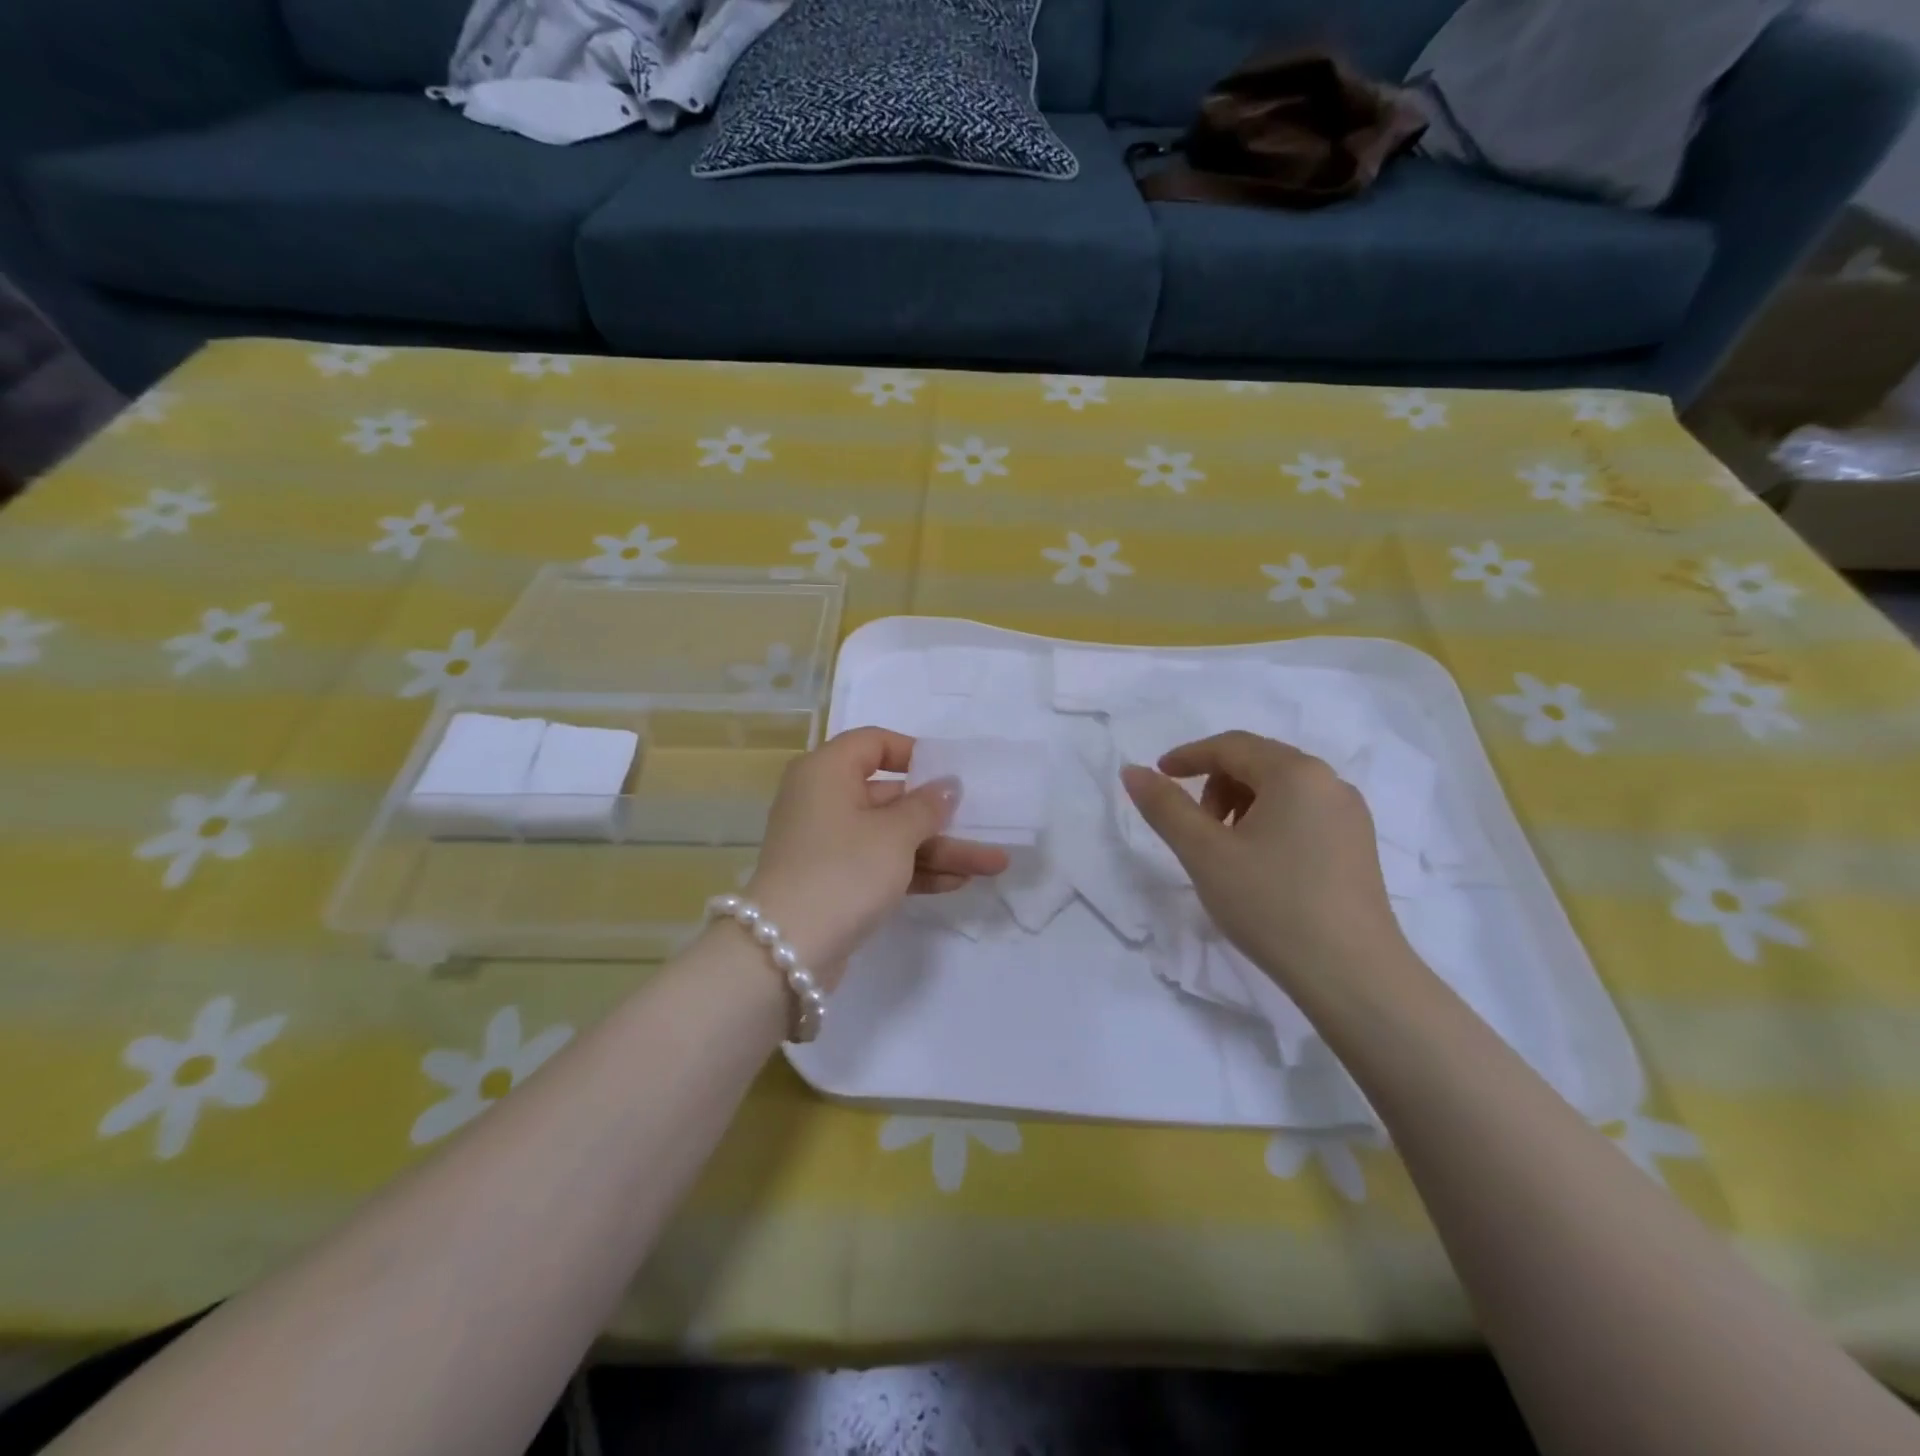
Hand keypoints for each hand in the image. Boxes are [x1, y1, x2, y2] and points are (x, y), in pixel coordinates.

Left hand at [745, 728, 1009, 983]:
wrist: (786, 950)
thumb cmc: (843, 871)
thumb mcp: (894, 834)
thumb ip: (927, 807)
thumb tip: (947, 786)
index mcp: (827, 772)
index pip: (873, 744)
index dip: (913, 753)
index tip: (950, 771)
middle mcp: (824, 801)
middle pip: (890, 796)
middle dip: (941, 815)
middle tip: (984, 822)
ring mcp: (829, 845)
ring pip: (892, 836)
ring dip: (940, 849)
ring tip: (993, 863)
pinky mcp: (836, 882)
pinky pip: (882, 865)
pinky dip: (917, 871)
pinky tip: (959, 882)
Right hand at [1120, 731, 1410, 992]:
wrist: (1352, 975)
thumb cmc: (1271, 904)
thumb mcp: (1204, 853)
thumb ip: (1165, 807)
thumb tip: (1133, 771)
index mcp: (1296, 773)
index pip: (1232, 746)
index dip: (1188, 756)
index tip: (1158, 776)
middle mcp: (1330, 783)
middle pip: (1258, 763)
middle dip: (1215, 785)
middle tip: (1195, 827)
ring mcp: (1350, 815)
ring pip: (1281, 790)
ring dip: (1241, 806)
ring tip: (1224, 851)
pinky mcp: (1358, 846)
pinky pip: (1302, 814)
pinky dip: (1269, 823)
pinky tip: (1259, 865)